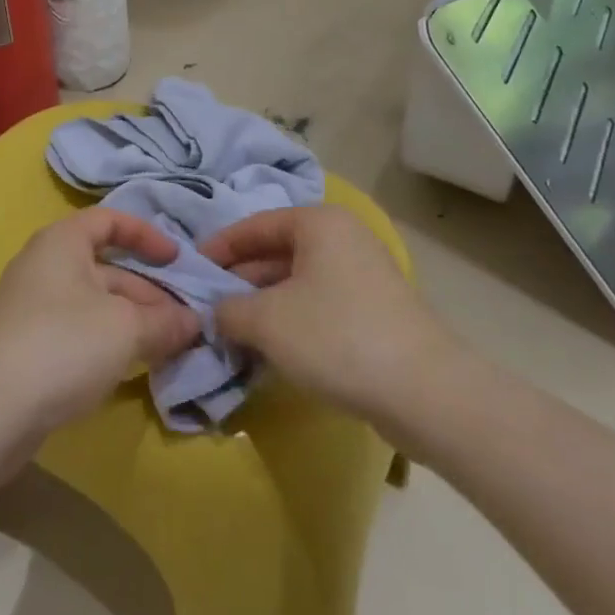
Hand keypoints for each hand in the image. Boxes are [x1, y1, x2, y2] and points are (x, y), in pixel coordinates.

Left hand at [0, 208, 202, 437]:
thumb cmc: (63, 344)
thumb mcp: (126, 328)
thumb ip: (165, 322)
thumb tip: (194, 323)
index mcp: (62, 242)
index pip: (109, 220)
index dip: (147, 235)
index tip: (177, 260)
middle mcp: (44, 266)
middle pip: (107, 268)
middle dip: (149, 292)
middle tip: (185, 321)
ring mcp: (33, 308)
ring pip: (95, 304)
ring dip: (133, 321)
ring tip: (169, 347)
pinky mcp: (29, 347)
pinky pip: (79, 332)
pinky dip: (109, 342)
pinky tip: (133, 367)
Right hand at [199, 205, 460, 433]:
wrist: (424, 391)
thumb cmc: (336, 337)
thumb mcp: (266, 321)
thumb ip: (228, 309)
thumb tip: (218, 313)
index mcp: (319, 223)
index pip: (254, 226)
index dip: (219, 248)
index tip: (190, 272)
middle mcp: (343, 238)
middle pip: (276, 253)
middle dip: (239, 281)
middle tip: (206, 308)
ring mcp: (363, 275)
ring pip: (297, 282)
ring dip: (263, 306)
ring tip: (232, 332)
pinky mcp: (375, 311)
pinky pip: (319, 305)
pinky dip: (291, 321)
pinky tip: (270, 349)